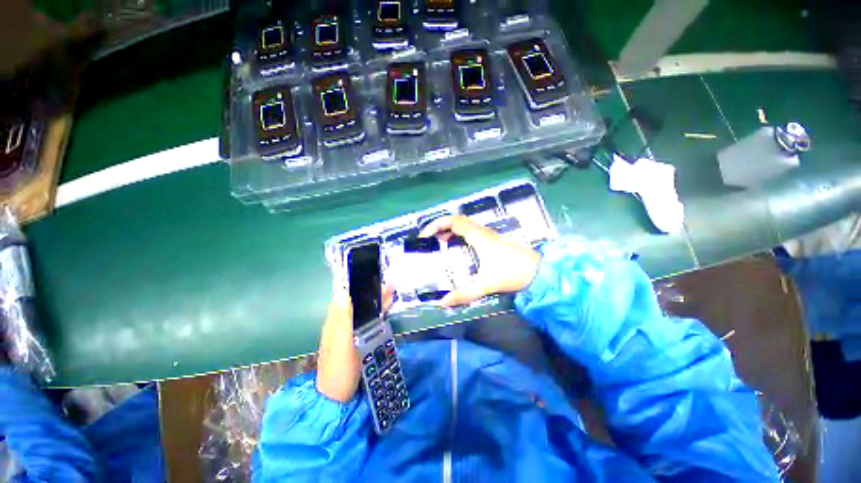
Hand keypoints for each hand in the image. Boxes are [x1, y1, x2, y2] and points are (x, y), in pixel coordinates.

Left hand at [316, 281, 393, 402]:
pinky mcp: (358, 341)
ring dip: (377, 302)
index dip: (359, 287)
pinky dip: (378, 313)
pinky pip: (369, 321)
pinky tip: (386, 310)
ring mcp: (350, 333)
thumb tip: (343, 294)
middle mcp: (341, 324)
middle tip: (389, 284)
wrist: (338, 396)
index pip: (347, 297)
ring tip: (392, 292)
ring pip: (365, 312)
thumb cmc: (339, 369)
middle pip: (358, 303)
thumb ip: (343, 319)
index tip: (372, 278)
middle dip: (372, 293)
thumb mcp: (340, 343)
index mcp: (335, 321)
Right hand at [419, 215, 540, 306]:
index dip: (436, 225)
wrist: (539, 272)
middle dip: (441, 226)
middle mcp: (482, 232)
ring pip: (465, 224)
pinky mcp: (493, 241)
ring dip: (450, 229)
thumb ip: (465, 294)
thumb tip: (443, 302)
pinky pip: (471, 231)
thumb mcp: (486, 284)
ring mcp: (489, 235)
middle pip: (458, 220)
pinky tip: (459, 247)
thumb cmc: (513, 273)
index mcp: (479, 237)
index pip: (454, 221)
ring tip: (440, 242)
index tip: (425, 236)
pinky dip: (460, 234)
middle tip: (430, 239)